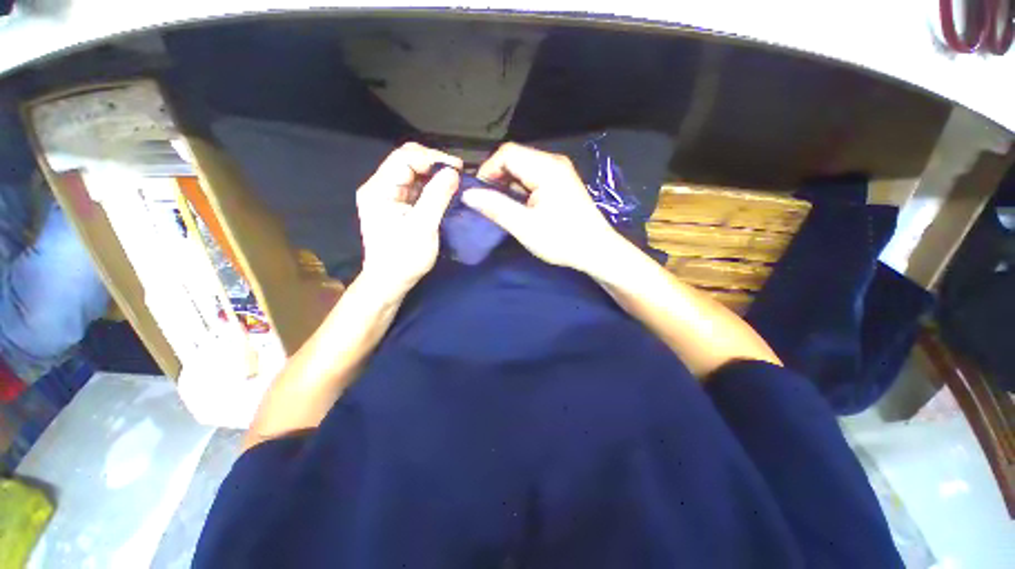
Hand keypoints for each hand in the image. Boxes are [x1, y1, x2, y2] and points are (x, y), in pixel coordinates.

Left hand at [356, 142, 461, 298]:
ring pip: (413, 174)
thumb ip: (437, 197)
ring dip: (435, 176)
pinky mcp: (397, 206)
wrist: (390, 282)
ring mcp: (388, 197)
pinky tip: (446, 193)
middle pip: (407, 161)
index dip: (432, 158)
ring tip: (456, 182)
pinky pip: (416, 188)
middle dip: (434, 164)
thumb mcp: (423, 227)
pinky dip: (432, 188)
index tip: (458, 168)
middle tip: (458, 174)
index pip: (405, 158)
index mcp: (379, 189)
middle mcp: (380, 187)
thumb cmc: (404, 258)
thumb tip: (453, 172)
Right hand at [462, 143, 623, 273]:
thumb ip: (495, 207)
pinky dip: (520, 190)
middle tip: (489, 203)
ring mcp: (559, 172)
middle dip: (497, 178)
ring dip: (508, 186)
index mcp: (546, 168)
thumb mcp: (525, 226)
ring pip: (523, 169)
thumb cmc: (562, 240)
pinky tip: (519, 207)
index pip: (507, 153)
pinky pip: (533, 178)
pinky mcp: (561, 183)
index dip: (488, 170)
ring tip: (503, 208)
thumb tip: (468, 194)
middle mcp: (553, 162)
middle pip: (515, 158)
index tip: (480, 195)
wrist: (596, 251)